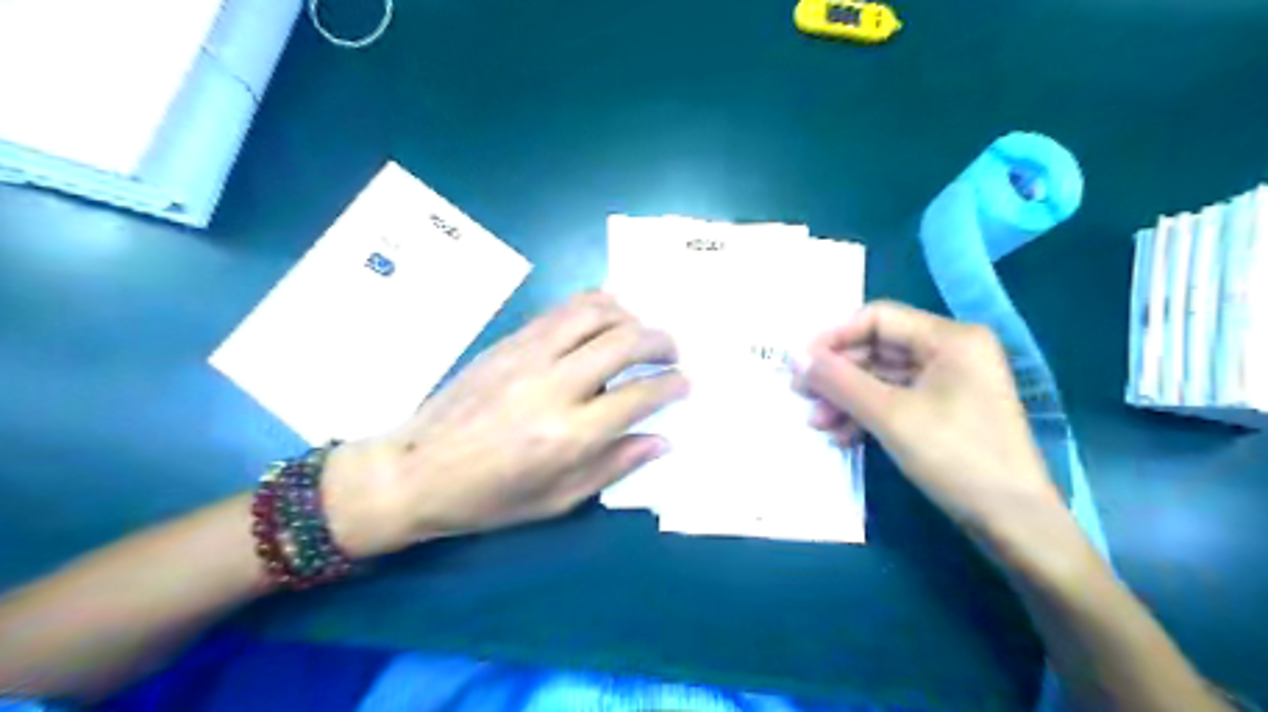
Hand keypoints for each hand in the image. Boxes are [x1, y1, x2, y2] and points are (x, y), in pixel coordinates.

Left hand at [324, 292, 689, 558]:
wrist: (415, 470)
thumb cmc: (488, 498)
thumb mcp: (557, 500)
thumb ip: (613, 466)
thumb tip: (660, 440)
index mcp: (568, 435)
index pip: (639, 395)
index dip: (671, 385)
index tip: (685, 383)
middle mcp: (553, 386)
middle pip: (624, 341)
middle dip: (661, 341)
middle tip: (673, 352)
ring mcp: (528, 355)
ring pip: (594, 311)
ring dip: (630, 314)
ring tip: (641, 331)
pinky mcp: (510, 340)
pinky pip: (562, 309)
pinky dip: (595, 306)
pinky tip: (605, 320)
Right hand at [795, 303, 1061, 541]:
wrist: (1014, 522)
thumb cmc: (956, 457)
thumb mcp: (890, 416)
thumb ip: (839, 382)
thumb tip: (794, 358)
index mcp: (949, 338)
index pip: (878, 318)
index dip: (834, 337)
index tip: (800, 363)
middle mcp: (951, 352)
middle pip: (878, 349)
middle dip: (838, 374)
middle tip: (801, 394)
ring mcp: (949, 383)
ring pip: (882, 378)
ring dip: (847, 398)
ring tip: (817, 423)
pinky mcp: (945, 412)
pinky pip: (896, 401)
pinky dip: (867, 415)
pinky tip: (842, 436)